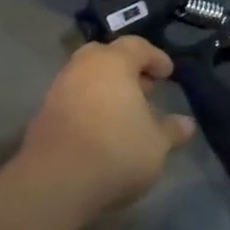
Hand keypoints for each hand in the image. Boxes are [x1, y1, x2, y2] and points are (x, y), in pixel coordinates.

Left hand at [17, 37, 196, 213]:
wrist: (56, 182)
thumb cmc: (116, 150)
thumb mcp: (156, 144)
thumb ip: (171, 130)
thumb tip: (186, 123)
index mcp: (112, 63)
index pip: (137, 46)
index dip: (155, 57)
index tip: (168, 74)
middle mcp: (81, 68)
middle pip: (105, 56)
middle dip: (126, 69)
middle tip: (144, 89)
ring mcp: (57, 91)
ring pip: (85, 78)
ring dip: (105, 89)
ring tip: (124, 114)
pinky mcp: (43, 116)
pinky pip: (72, 101)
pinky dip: (88, 108)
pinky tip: (101, 131)